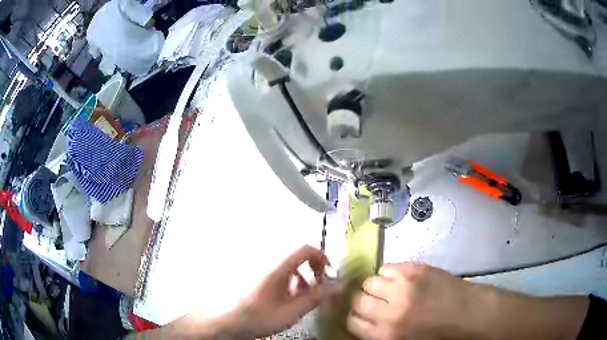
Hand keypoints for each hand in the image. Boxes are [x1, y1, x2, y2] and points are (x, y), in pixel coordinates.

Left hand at [152, 246, 333, 339]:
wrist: (219, 320)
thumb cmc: (254, 316)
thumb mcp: (290, 312)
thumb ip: (315, 298)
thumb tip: (336, 288)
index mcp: (275, 264)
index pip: (304, 248)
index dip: (321, 258)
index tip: (328, 275)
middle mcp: (264, 258)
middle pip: (295, 255)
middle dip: (310, 271)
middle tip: (315, 290)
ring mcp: (253, 264)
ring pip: (283, 263)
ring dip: (297, 276)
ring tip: (298, 297)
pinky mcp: (247, 271)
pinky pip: (271, 268)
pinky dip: (282, 279)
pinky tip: (280, 297)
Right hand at [348, 263, 589, 339]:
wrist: (470, 314)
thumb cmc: (440, 335)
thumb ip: (380, 335)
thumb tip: (363, 324)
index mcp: (387, 334)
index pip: (352, 323)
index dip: (355, 319)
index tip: (361, 317)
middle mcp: (391, 310)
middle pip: (357, 300)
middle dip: (363, 302)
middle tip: (374, 303)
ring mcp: (405, 286)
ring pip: (370, 281)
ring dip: (375, 286)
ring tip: (388, 290)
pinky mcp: (417, 269)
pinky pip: (389, 267)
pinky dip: (390, 273)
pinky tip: (400, 279)